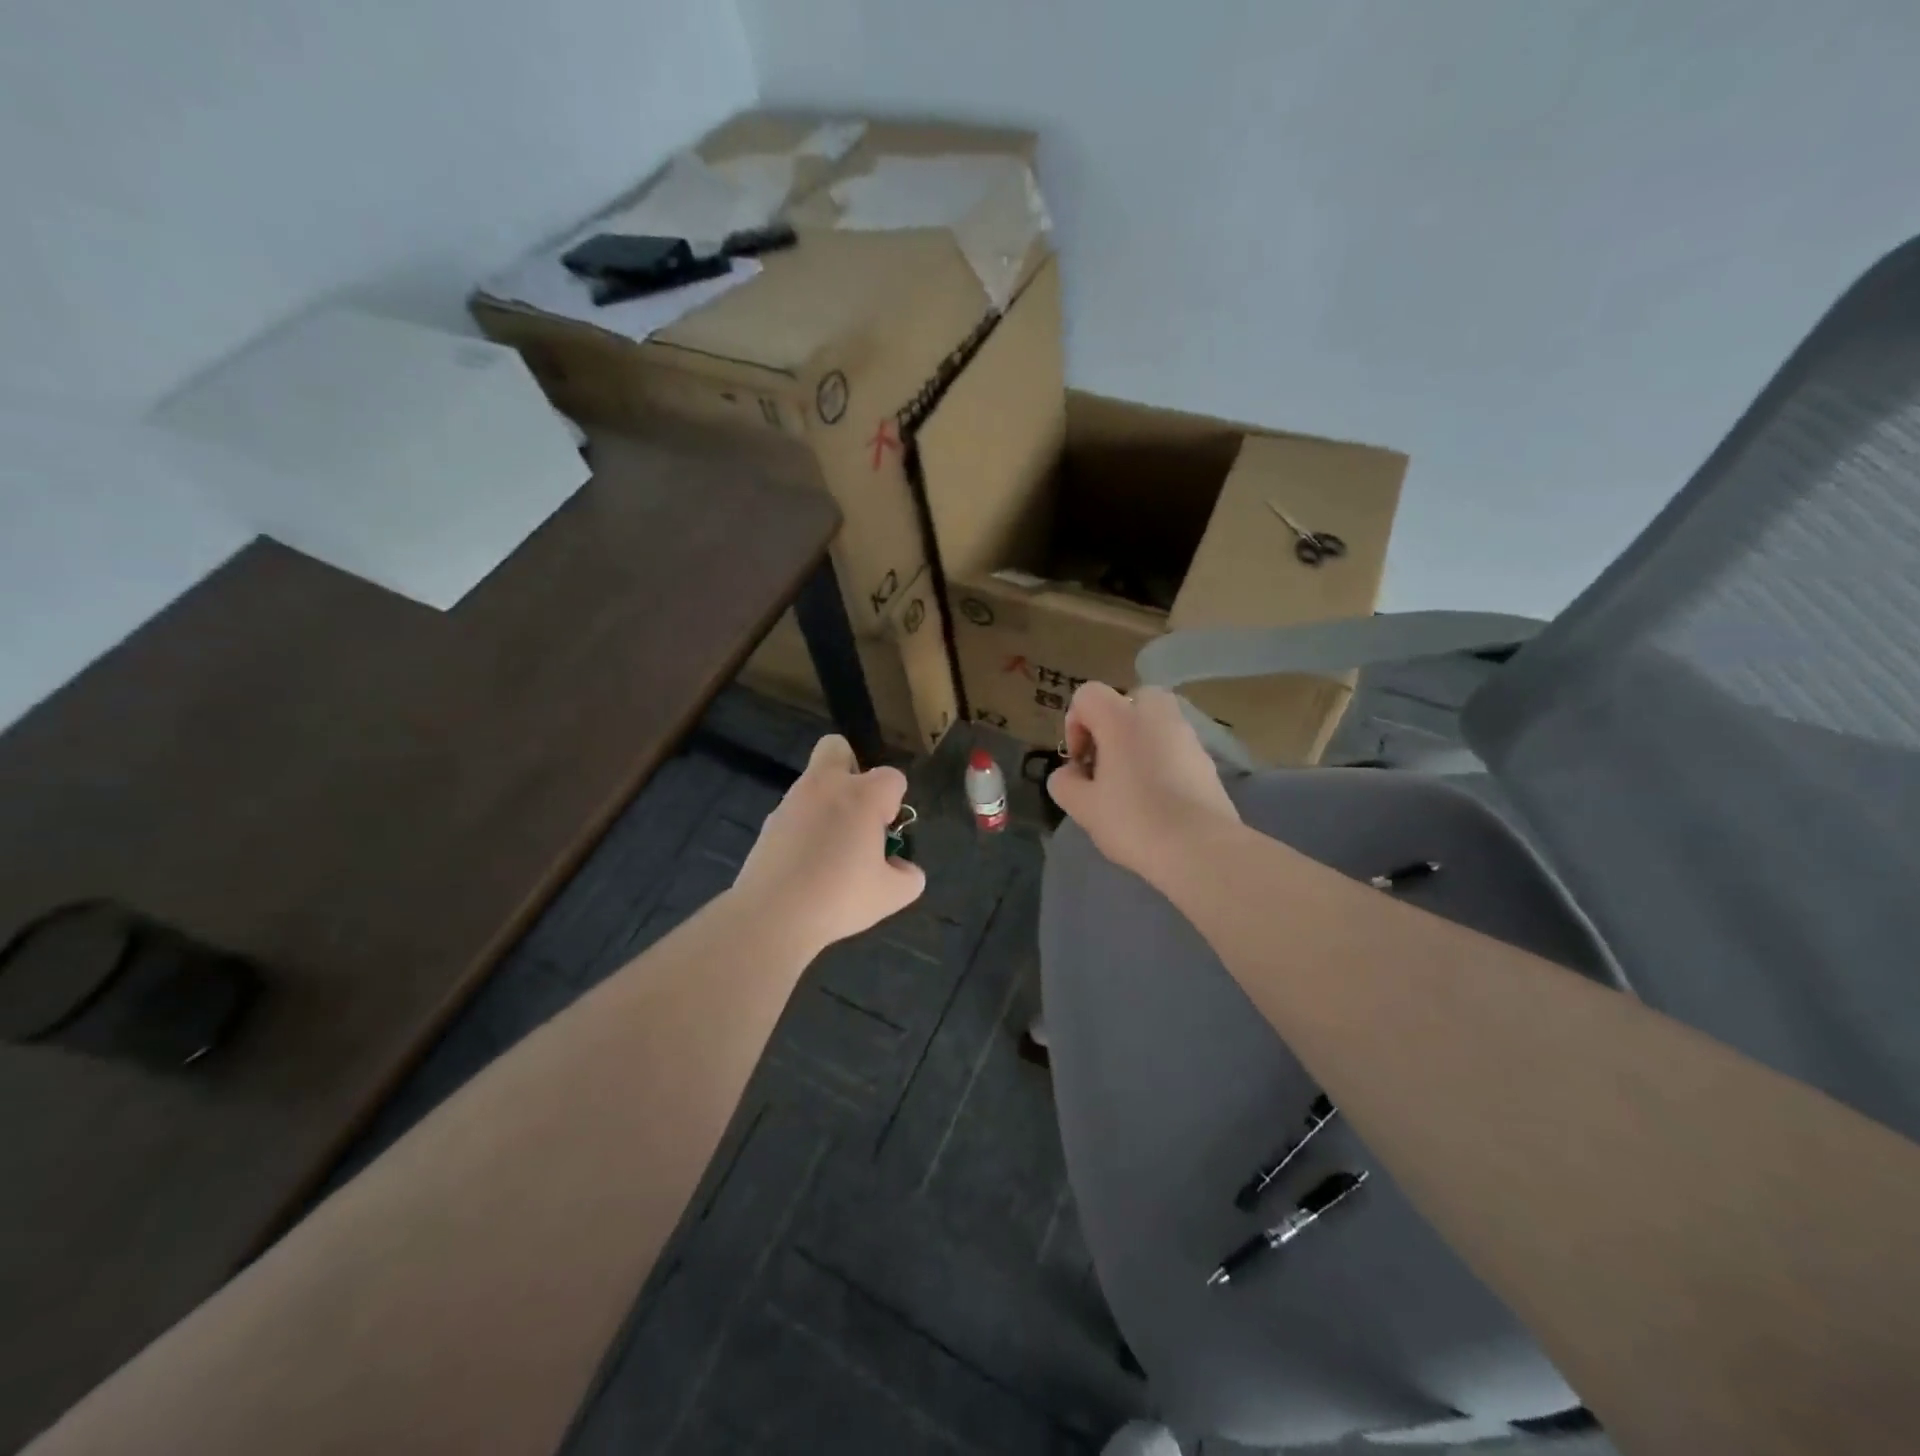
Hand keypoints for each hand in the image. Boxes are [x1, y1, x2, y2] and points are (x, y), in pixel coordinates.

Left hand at [733, 734, 925, 953]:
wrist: (773, 916)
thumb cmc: (840, 898)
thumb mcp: (891, 895)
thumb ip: (908, 877)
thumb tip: (902, 868)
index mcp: (863, 795)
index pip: (892, 778)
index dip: (894, 803)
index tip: (886, 833)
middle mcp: (827, 786)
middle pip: (837, 748)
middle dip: (851, 767)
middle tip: (857, 811)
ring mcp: (792, 801)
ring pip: (813, 781)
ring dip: (827, 802)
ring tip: (831, 849)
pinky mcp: (769, 823)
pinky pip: (795, 811)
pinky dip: (805, 826)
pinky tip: (806, 863)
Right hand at [1046, 683, 1241, 883]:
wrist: (1201, 849)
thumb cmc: (1134, 821)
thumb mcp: (1082, 807)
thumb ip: (1064, 783)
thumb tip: (1070, 774)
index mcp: (1122, 719)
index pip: (1088, 694)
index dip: (1074, 724)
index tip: (1079, 762)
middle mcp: (1158, 716)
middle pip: (1129, 700)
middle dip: (1113, 725)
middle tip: (1106, 762)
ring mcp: (1188, 737)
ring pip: (1155, 724)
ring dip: (1138, 743)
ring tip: (1131, 786)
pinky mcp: (1207, 761)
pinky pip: (1175, 748)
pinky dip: (1162, 761)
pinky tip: (1158, 800)